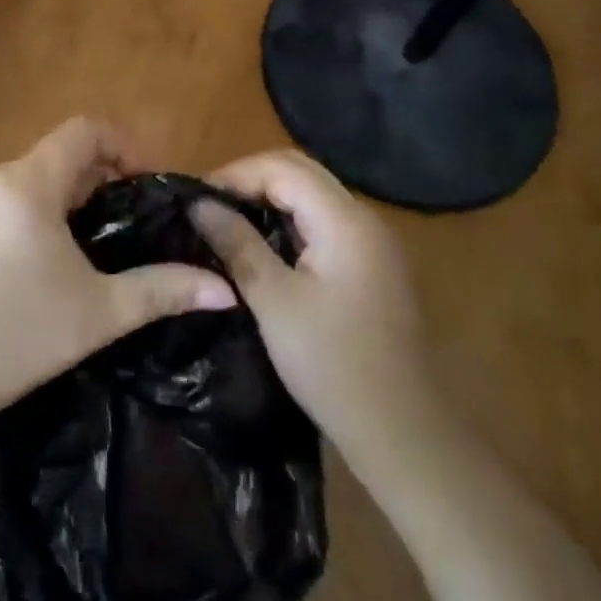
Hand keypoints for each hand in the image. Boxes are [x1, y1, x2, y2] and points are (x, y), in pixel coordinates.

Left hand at [0, 118, 236, 434]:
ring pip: (33, 177)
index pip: (84, 130)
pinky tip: (44, 261)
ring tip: (93, 243)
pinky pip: (7, 198)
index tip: (148, 185)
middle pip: (60, 153)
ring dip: (69, 195)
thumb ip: (164, 290)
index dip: (125, 146)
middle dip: (101, 177)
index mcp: (29, 184)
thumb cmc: (16, 339)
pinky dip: (37, 210)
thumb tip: (226, 291)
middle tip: (128, 221)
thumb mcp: (98, 313)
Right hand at [191, 151, 437, 484]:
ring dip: (270, 196)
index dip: (236, 174)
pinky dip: (290, 219)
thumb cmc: (332, 364)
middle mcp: (363, 218)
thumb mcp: (274, 301)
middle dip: (251, 178)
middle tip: (209, 203)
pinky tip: (264, 242)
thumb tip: (199, 203)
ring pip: (313, 194)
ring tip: (228, 217)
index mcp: (344, 220)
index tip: (197, 197)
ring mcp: (372, 241)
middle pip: (300, 171)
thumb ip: (237, 242)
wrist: (403, 432)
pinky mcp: (371, 263)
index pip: (282, 168)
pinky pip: (324, 221)